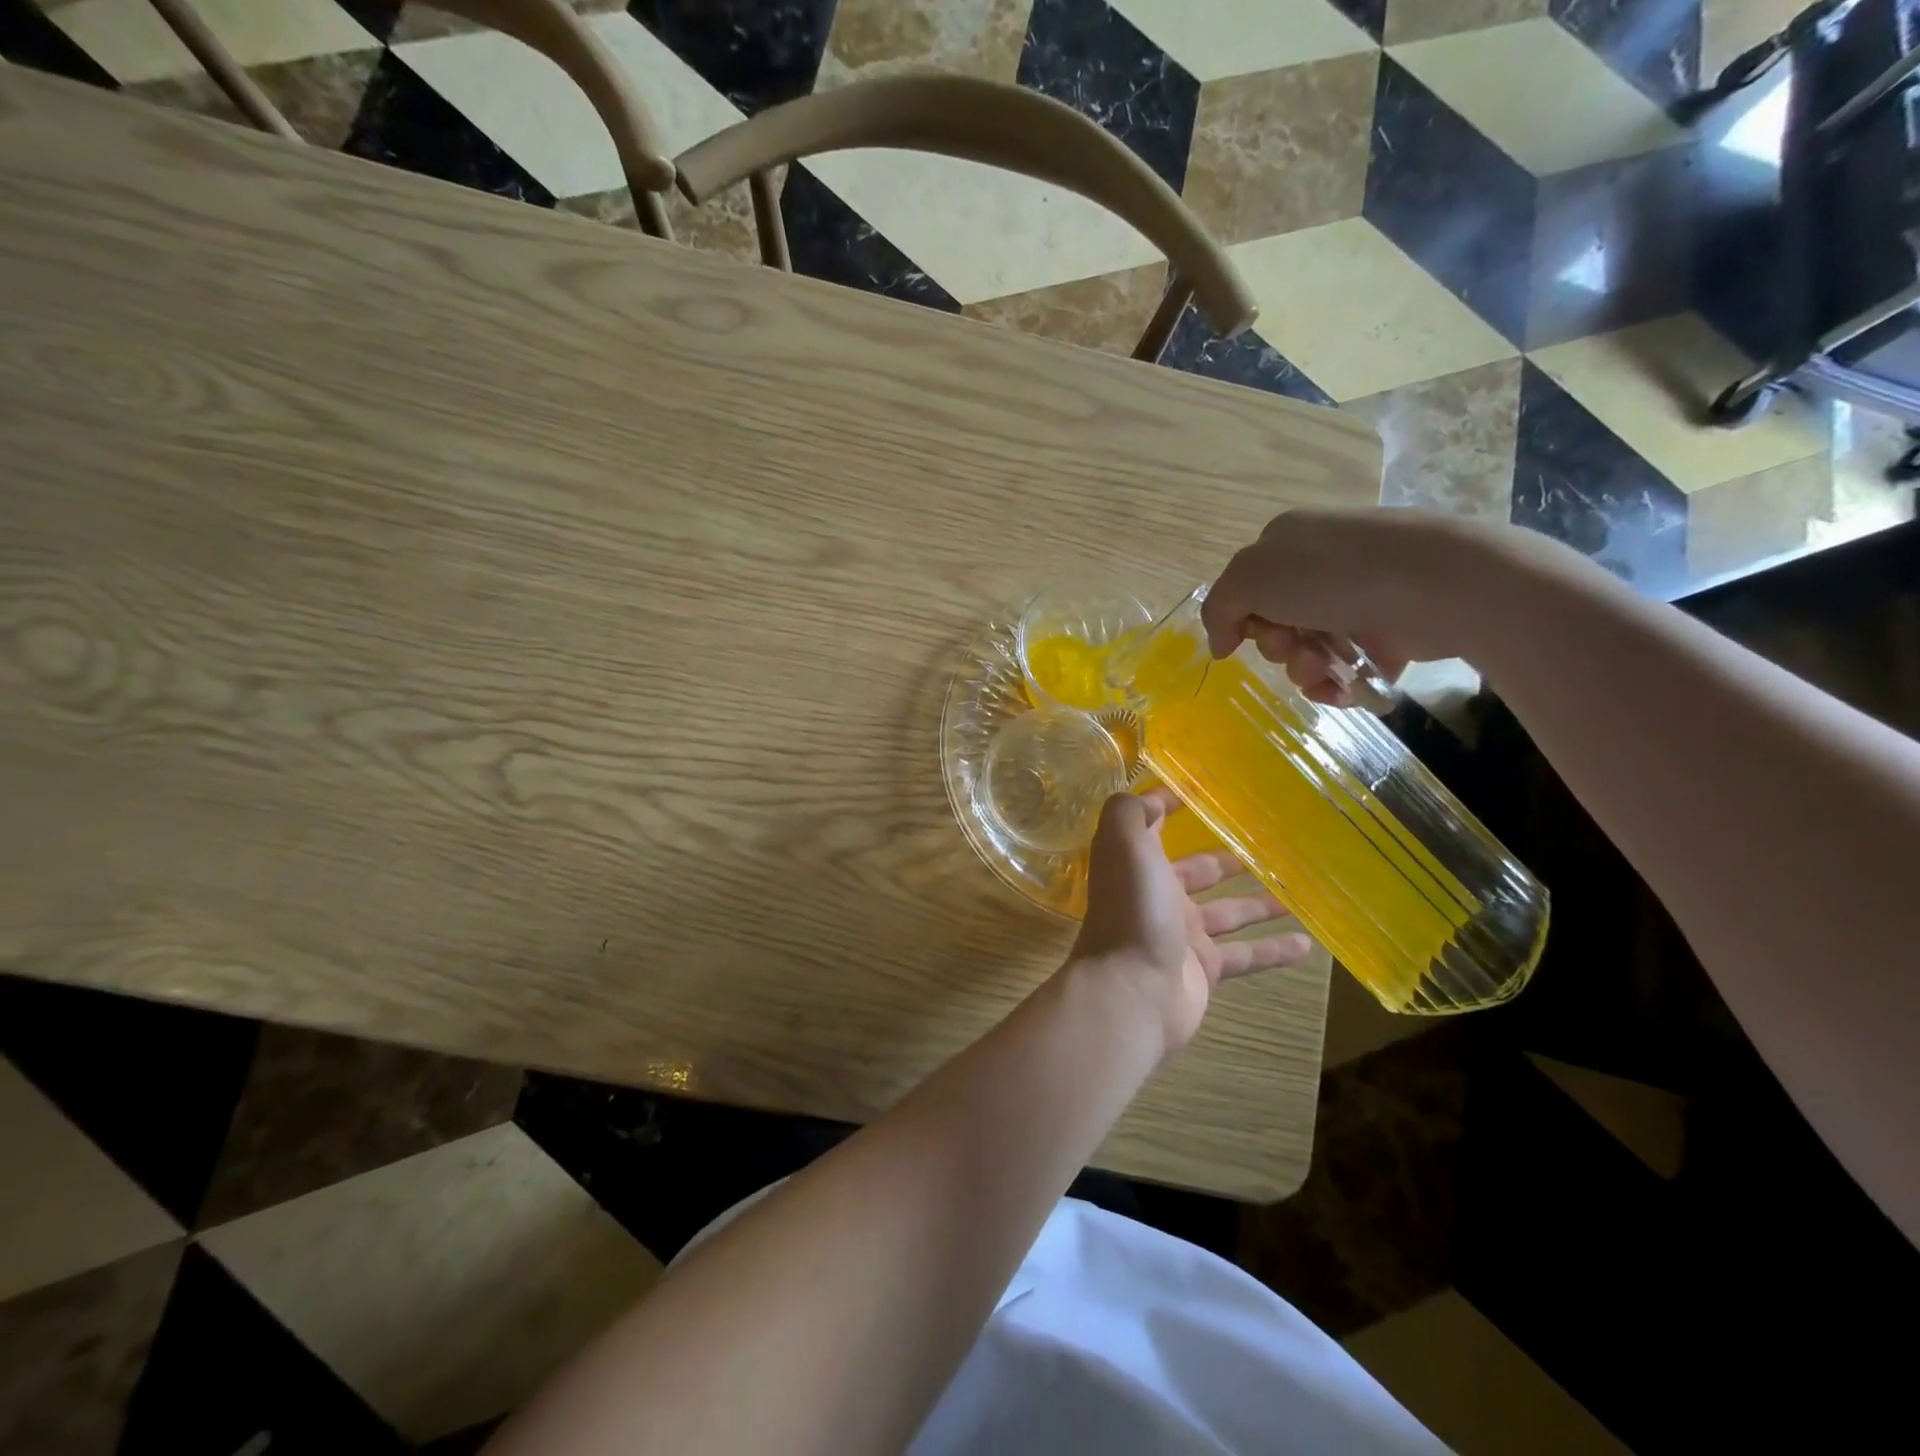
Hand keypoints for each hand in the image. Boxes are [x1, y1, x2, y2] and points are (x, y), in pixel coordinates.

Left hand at [1069, 788, 1312, 1054]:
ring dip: (1259, 902)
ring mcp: (1182, 934)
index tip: (1201, 789)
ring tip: (1298, 888)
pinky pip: (1247, 955)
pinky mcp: (1205, 968)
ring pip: (1229, 912)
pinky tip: (1309, 943)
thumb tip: (1153, 799)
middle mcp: (1158, 895)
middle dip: (1226, 858)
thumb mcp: (1123, 844)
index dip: (1168, 804)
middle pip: (1198, 871)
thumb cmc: (1131, 909)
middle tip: (1268, 845)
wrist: (1131, 991)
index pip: (1151, 825)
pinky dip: (1274, 949)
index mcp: (1137, 863)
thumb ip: (1131, 813)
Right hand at [1200, 508, 1526, 703]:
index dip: (1243, 619)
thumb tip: (1220, 644)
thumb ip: (1219, 610)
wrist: (1438, 584)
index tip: (1252, 635)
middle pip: (1276, 623)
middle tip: (1293, 649)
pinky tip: (1344, 689)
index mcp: (1286, 542)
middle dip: (1278, 647)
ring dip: (1305, 669)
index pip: (1246, 589)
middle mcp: (1321, 565)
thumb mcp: (1250, 579)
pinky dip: (1338, 684)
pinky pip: (1348, 668)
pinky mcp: (1391, 631)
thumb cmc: (1334, 574)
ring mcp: (1359, 597)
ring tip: (1325, 671)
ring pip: (1310, 649)